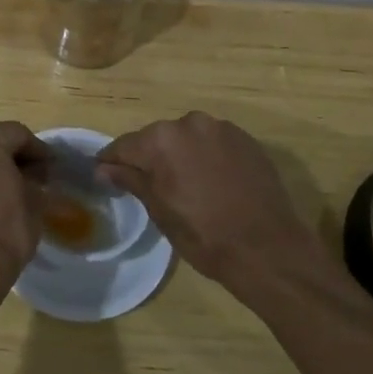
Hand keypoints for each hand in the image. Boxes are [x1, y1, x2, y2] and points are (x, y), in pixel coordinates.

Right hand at [97, 112, 323, 298]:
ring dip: (179, 155)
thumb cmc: (205, 235)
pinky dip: (206, 157)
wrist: (269, 250)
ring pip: (186, 138)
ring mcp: (222, 129)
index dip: (112, 162)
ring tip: (183, 186)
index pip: (124, 145)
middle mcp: (190, 123)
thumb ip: (131, 180)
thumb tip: (103, 168)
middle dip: (149, 158)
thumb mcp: (160, 211)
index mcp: (162, 139)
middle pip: (156, 138)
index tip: (105, 175)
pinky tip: (211, 183)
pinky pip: (213, 143)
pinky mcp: (247, 140)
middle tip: (148, 186)